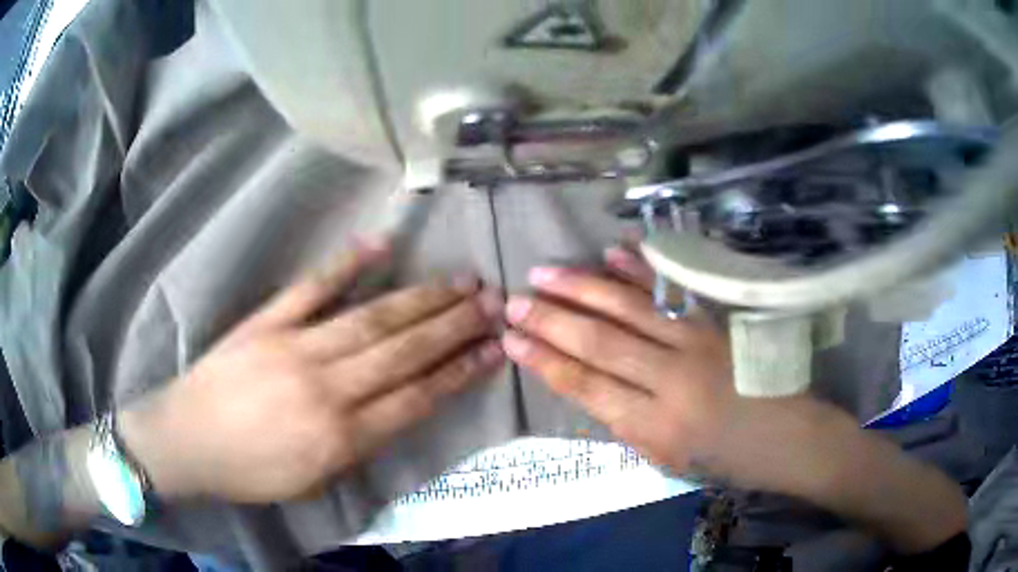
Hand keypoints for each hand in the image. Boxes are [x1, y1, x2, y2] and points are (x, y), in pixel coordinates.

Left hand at [121, 239, 504, 502]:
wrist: (186, 441)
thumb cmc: (250, 472)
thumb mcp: (313, 482)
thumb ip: (359, 446)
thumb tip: (396, 408)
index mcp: (339, 437)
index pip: (415, 399)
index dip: (459, 372)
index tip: (493, 349)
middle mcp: (325, 389)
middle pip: (402, 351)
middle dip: (454, 326)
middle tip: (492, 302)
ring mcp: (293, 347)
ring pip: (370, 318)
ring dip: (420, 299)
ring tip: (460, 281)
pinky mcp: (266, 322)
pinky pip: (311, 289)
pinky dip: (346, 265)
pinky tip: (380, 245)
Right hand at [502, 247, 966, 553]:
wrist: (791, 437)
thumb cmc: (729, 459)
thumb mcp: (669, 460)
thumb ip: (628, 423)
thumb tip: (589, 384)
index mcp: (656, 427)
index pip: (586, 386)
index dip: (545, 361)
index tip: (510, 339)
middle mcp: (672, 380)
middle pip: (601, 342)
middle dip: (551, 320)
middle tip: (513, 300)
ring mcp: (699, 343)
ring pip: (630, 309)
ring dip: (583, 288)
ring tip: (545, 271)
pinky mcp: (719, 322)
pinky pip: (674, 290)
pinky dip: (641, 269)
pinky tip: (613, 252)